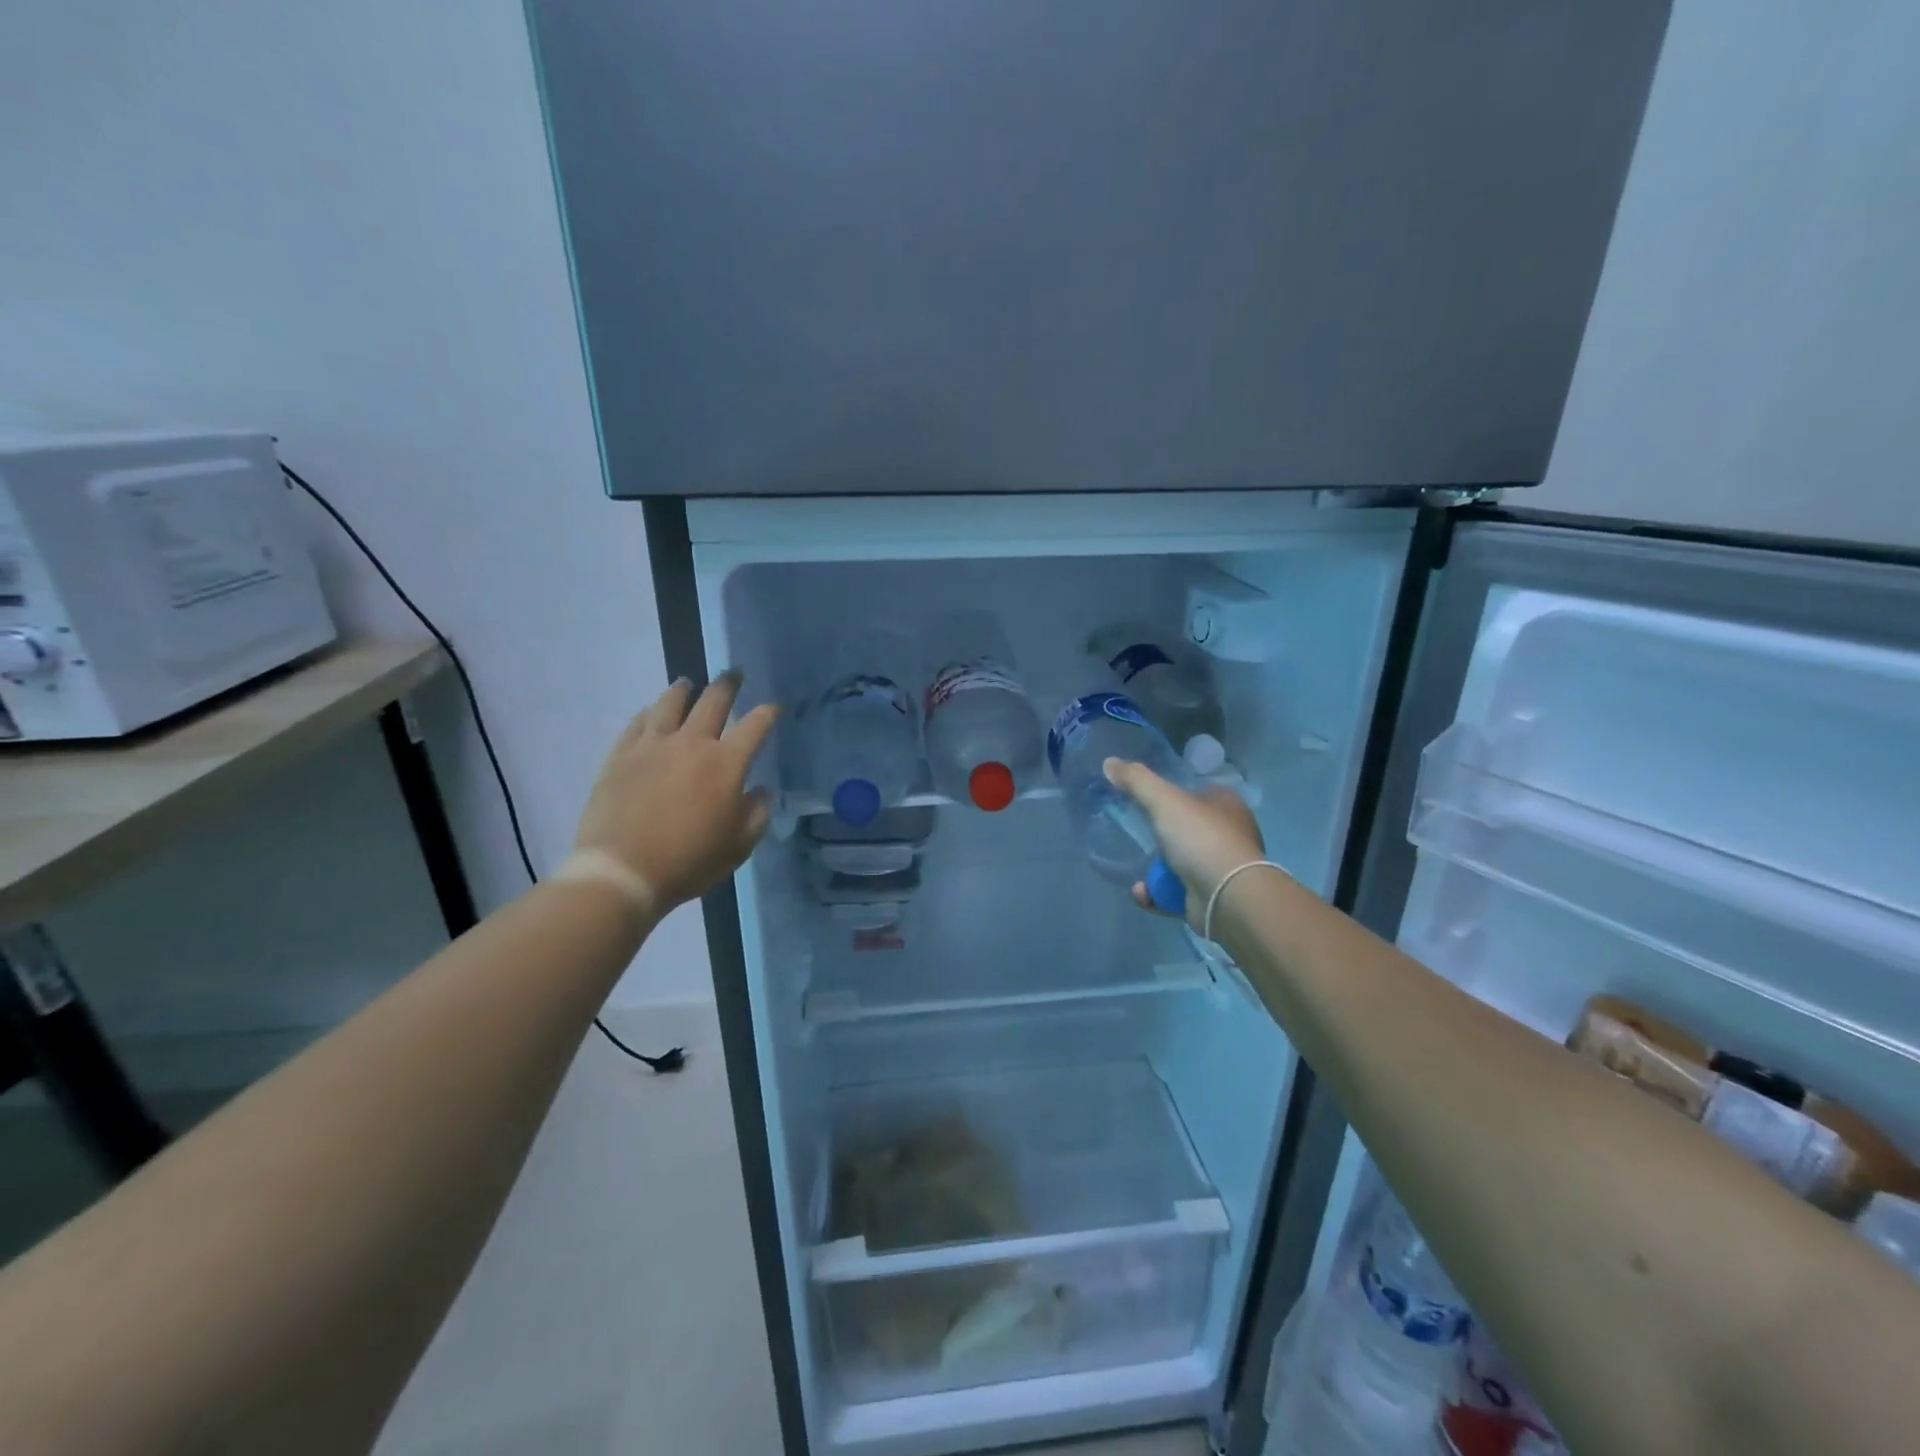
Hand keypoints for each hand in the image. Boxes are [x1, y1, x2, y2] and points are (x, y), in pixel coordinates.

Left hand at [573, 672, 778, 914]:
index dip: (768, 712)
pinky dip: (649, 713)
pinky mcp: (621, 755)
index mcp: (727, 763)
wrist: (622, 871)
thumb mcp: (739, 845)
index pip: (755, 726)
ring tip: (688, 683)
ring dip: (684, 690)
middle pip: (714, 701)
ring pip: (671, 703)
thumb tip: (761, 791)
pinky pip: (638, 723)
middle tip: (734, 674)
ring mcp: (653, 745)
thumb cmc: (690, 861)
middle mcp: (692, 743)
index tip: (774, 706)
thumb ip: (757, 813)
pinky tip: (651, 712)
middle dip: (728, 684)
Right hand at [1103, 757, 1267, 929]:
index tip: (1146, 801)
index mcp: (1227, 804)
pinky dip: (1157, 893)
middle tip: (1137, 835)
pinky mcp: (1211, 898)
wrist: (1227, 897)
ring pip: (1180, 863)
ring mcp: (1221, 868)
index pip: (1198, 792)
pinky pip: (1176, 892)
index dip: (1174, 795)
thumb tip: (1109, 762)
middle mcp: (1229, 834)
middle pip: (1187, 829)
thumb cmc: (1200, 838)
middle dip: (1161, 836)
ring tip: (1137, 871)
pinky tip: (1143, 893)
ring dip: (1155, 870)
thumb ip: (1136, 781)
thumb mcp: (1164, 801)